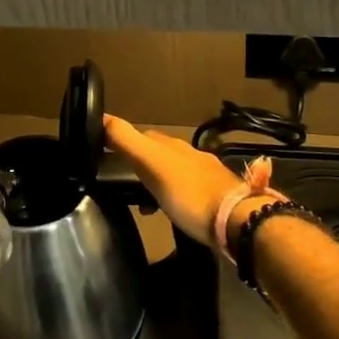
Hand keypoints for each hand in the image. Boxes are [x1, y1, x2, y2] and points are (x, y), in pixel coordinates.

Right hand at [104, 114, 250, 250]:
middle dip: (140, 164)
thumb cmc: (189, 193)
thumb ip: (126, 141)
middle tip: (122, 182)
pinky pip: (187, 194)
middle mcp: (190, 156)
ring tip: (144, 204)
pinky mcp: (217, 200)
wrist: (237, 221)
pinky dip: (173, 200)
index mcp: (173, 146)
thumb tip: (101, 116)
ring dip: (156, 184)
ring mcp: (206, 177)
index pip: (142, 135)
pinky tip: (171, 214)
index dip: (123, 141)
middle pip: (159, 154)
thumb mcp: (151, 164)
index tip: (106, 154)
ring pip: (173, 174)